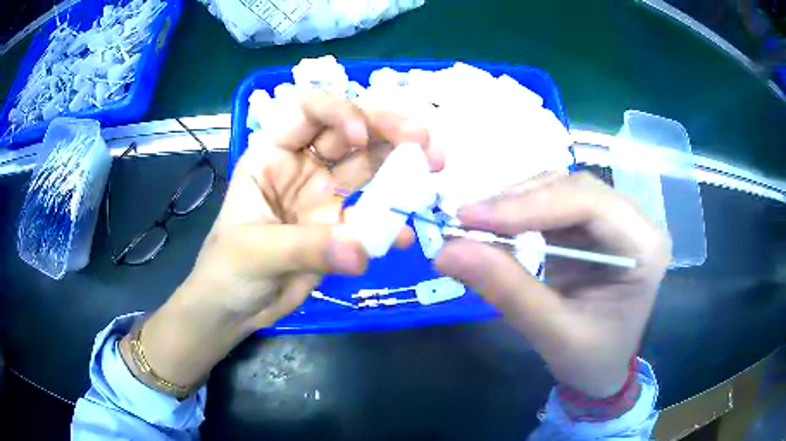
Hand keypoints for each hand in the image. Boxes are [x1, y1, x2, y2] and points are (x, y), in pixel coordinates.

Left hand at [124, 92, 442, 390]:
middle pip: (350, 132)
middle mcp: (303, 166)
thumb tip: (362, 251)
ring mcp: (325, 195)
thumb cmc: (227, 270)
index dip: (339, 112)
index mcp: (273, 154)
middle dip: (388, 129)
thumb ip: (307, 247)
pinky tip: (406, 236)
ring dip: (401, 164)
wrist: (235, 309)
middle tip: (425, 141)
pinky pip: (372, 217)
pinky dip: (391, 222)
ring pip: (369, 166)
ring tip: (433, 167)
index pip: (309, 111)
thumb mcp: (255, 251)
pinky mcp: (341, 227)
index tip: (362, 137)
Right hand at [435, 172, 670, 397]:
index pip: (590, 204)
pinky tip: (495, 225)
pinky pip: (552, 202)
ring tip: (475, 223)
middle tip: (466, 220)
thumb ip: (506, 290)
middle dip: (518, 200)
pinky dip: (519, 211)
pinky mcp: (592, 225)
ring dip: (515, 200)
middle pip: (574, 187)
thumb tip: (447, 251)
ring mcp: (614, 219)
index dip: (529, 205)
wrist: (601, 369)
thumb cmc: (590, 359)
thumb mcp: (552, 332)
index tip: (471, 218)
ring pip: (560, 187)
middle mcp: (635, 222)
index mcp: (645, 248)